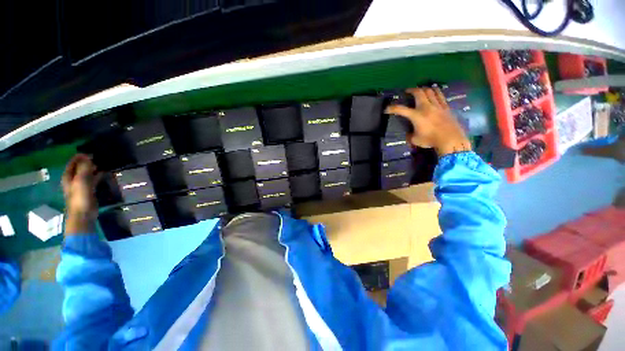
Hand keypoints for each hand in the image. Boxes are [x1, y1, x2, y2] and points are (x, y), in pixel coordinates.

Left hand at [62, 154, 99, 220]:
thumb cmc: (80, 197)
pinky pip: (94, 180)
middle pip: (80, 167)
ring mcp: (81, 185)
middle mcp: (73, 179)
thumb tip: (87, 156)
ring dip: (95, 169)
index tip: (92, 153)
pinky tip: (106, 174)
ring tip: (105, 164)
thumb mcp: (81, 180)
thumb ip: (84, 168)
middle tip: (100, 158)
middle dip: (89, 162)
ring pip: (88, 173)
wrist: (83, 214)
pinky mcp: (89, 191)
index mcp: (68, 176)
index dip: (81, 156)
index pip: (73, 162)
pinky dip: (99, 176)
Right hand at [385, 87, 471, 156]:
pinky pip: (440, 95)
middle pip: (418, 92)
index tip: (386, 109)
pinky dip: (435, 91)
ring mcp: (437, 105)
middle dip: (411, 90)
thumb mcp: (415, 140)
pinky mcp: (445, 107)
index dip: (392, 108)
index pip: (401, 110)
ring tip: (420, 90)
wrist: (450, 139)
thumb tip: (409, 133)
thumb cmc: (431, 140)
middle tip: (407, 91)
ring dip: (423, 89)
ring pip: (430, 91)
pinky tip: (433, 92)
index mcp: (416, 116)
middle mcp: (426, 107)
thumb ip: (410, 135)